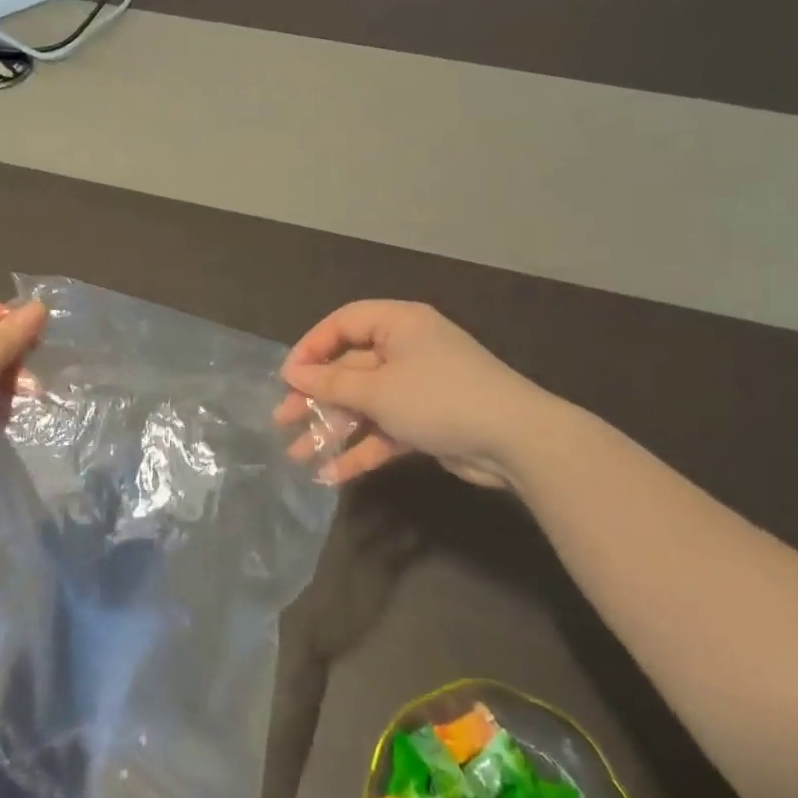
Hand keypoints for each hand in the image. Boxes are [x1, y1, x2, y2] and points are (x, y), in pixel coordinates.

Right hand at [275, 301, 543, 487]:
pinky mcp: (425, 421)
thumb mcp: (378, 390)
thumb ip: (332, 383)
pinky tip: (332, 473)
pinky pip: (384, 429)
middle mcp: (407, 350)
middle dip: (316, 397)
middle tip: (283, 420)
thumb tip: (293, 374)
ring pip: (364, 403)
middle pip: (350, 368)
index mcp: (399, 324)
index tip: (287, 378)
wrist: (515, 441)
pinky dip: (361, 449)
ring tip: (297, 454)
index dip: (312, 348)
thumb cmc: (439, 398)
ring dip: (333, 428)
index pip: (343, 324)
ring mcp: (417, 388)